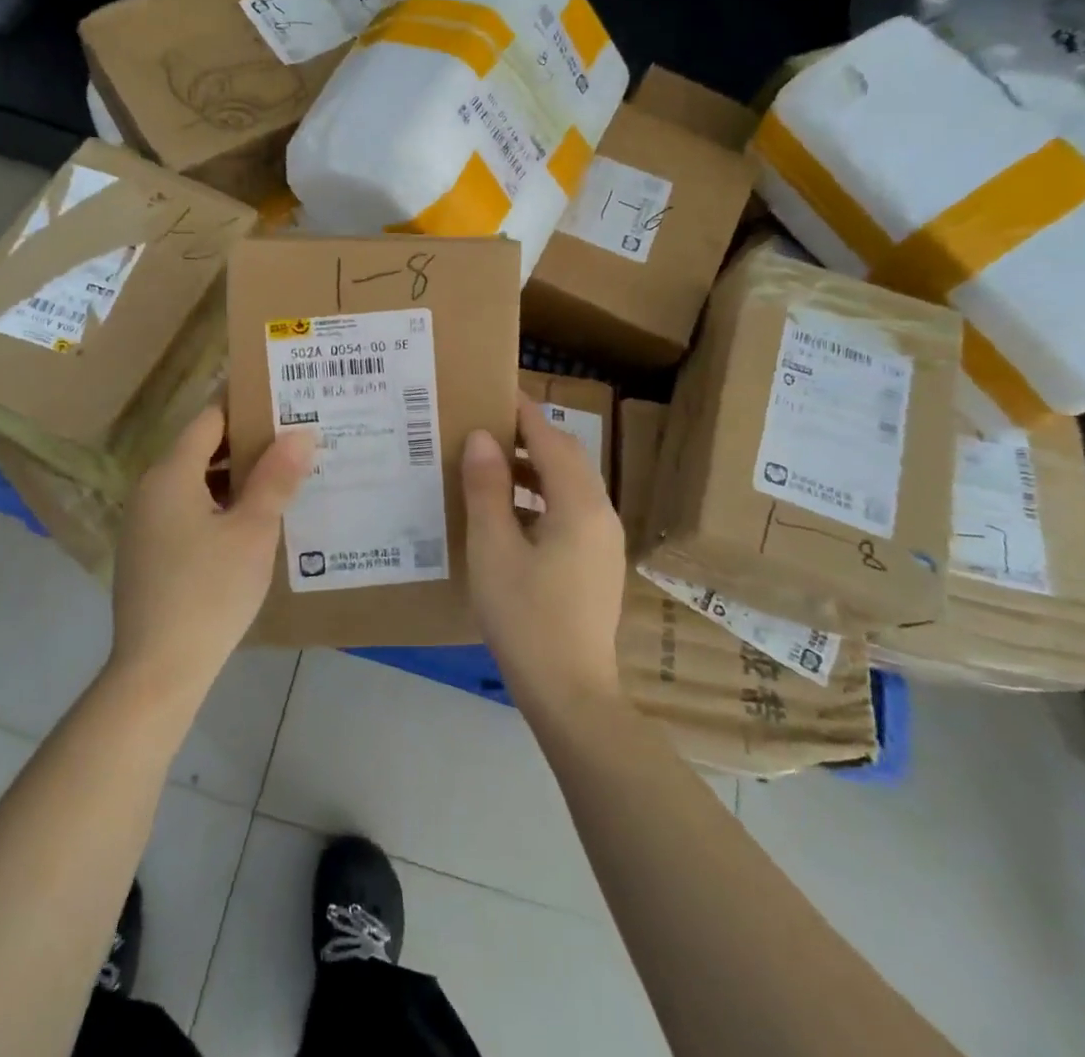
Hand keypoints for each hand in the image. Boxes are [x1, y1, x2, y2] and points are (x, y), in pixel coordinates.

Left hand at [110, 406, 314, 704]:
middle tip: (296, 441)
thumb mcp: (253, 531)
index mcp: (171, 473)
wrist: (158, 671)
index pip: (210, 418)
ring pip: (196, 481)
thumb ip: (276, 477)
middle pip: (202, 447)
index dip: (248, 407)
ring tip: (283, 477)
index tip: (287, 405)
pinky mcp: (149, 551)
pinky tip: (252, 521)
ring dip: (236, 476)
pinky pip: (187, 509)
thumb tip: (301, 432)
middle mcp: (151, 488)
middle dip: (248, 443)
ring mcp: (146, 522)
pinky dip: (219, 504)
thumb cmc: (210, 592)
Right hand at [461, 396, 627, 708]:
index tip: (494, 391)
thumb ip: (487, 488)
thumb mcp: (493, 548)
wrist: (570, 692)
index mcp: (579, 504)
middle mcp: (601, 514)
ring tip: (490, 465)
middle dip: (529, 437)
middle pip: (566, 458)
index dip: (523, 413)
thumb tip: (480, 438)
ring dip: (534, 468)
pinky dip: (542, 497)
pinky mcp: (598, 563)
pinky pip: (571, 511)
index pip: (551, 439)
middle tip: (486, 425)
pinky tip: (509, 514)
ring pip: (570, 486)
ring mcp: (604, 541)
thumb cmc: (525, 616)